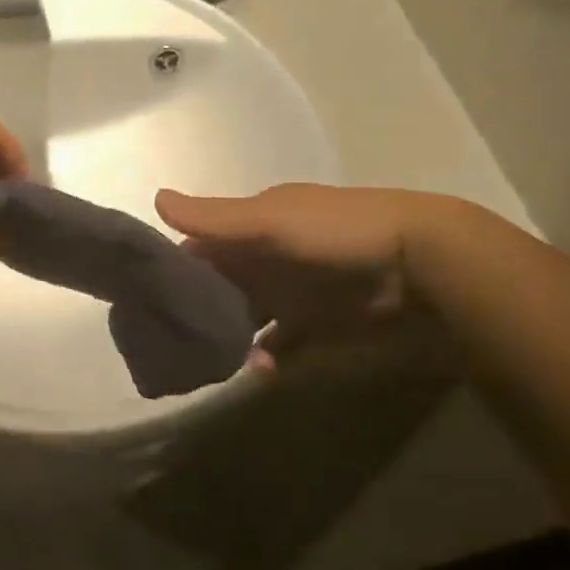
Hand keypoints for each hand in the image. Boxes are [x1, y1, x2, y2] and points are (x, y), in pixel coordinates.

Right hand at [157, 184, 440, 361]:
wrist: (421, 264)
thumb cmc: (335, 232)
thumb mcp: (269, 220)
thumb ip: (214, 218)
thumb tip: (155, 198)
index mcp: (251, 226)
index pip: (200, 246)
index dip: (174, 268)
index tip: (148, 297)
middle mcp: (265, 257)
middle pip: (218, 286)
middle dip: (197, 310)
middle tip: (175, 339)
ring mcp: (290, 292)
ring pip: (243, 317)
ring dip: (227, 337)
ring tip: (213, 361)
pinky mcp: (316, 324)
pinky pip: (280, 344)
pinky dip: (266, 356)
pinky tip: (259, 370)